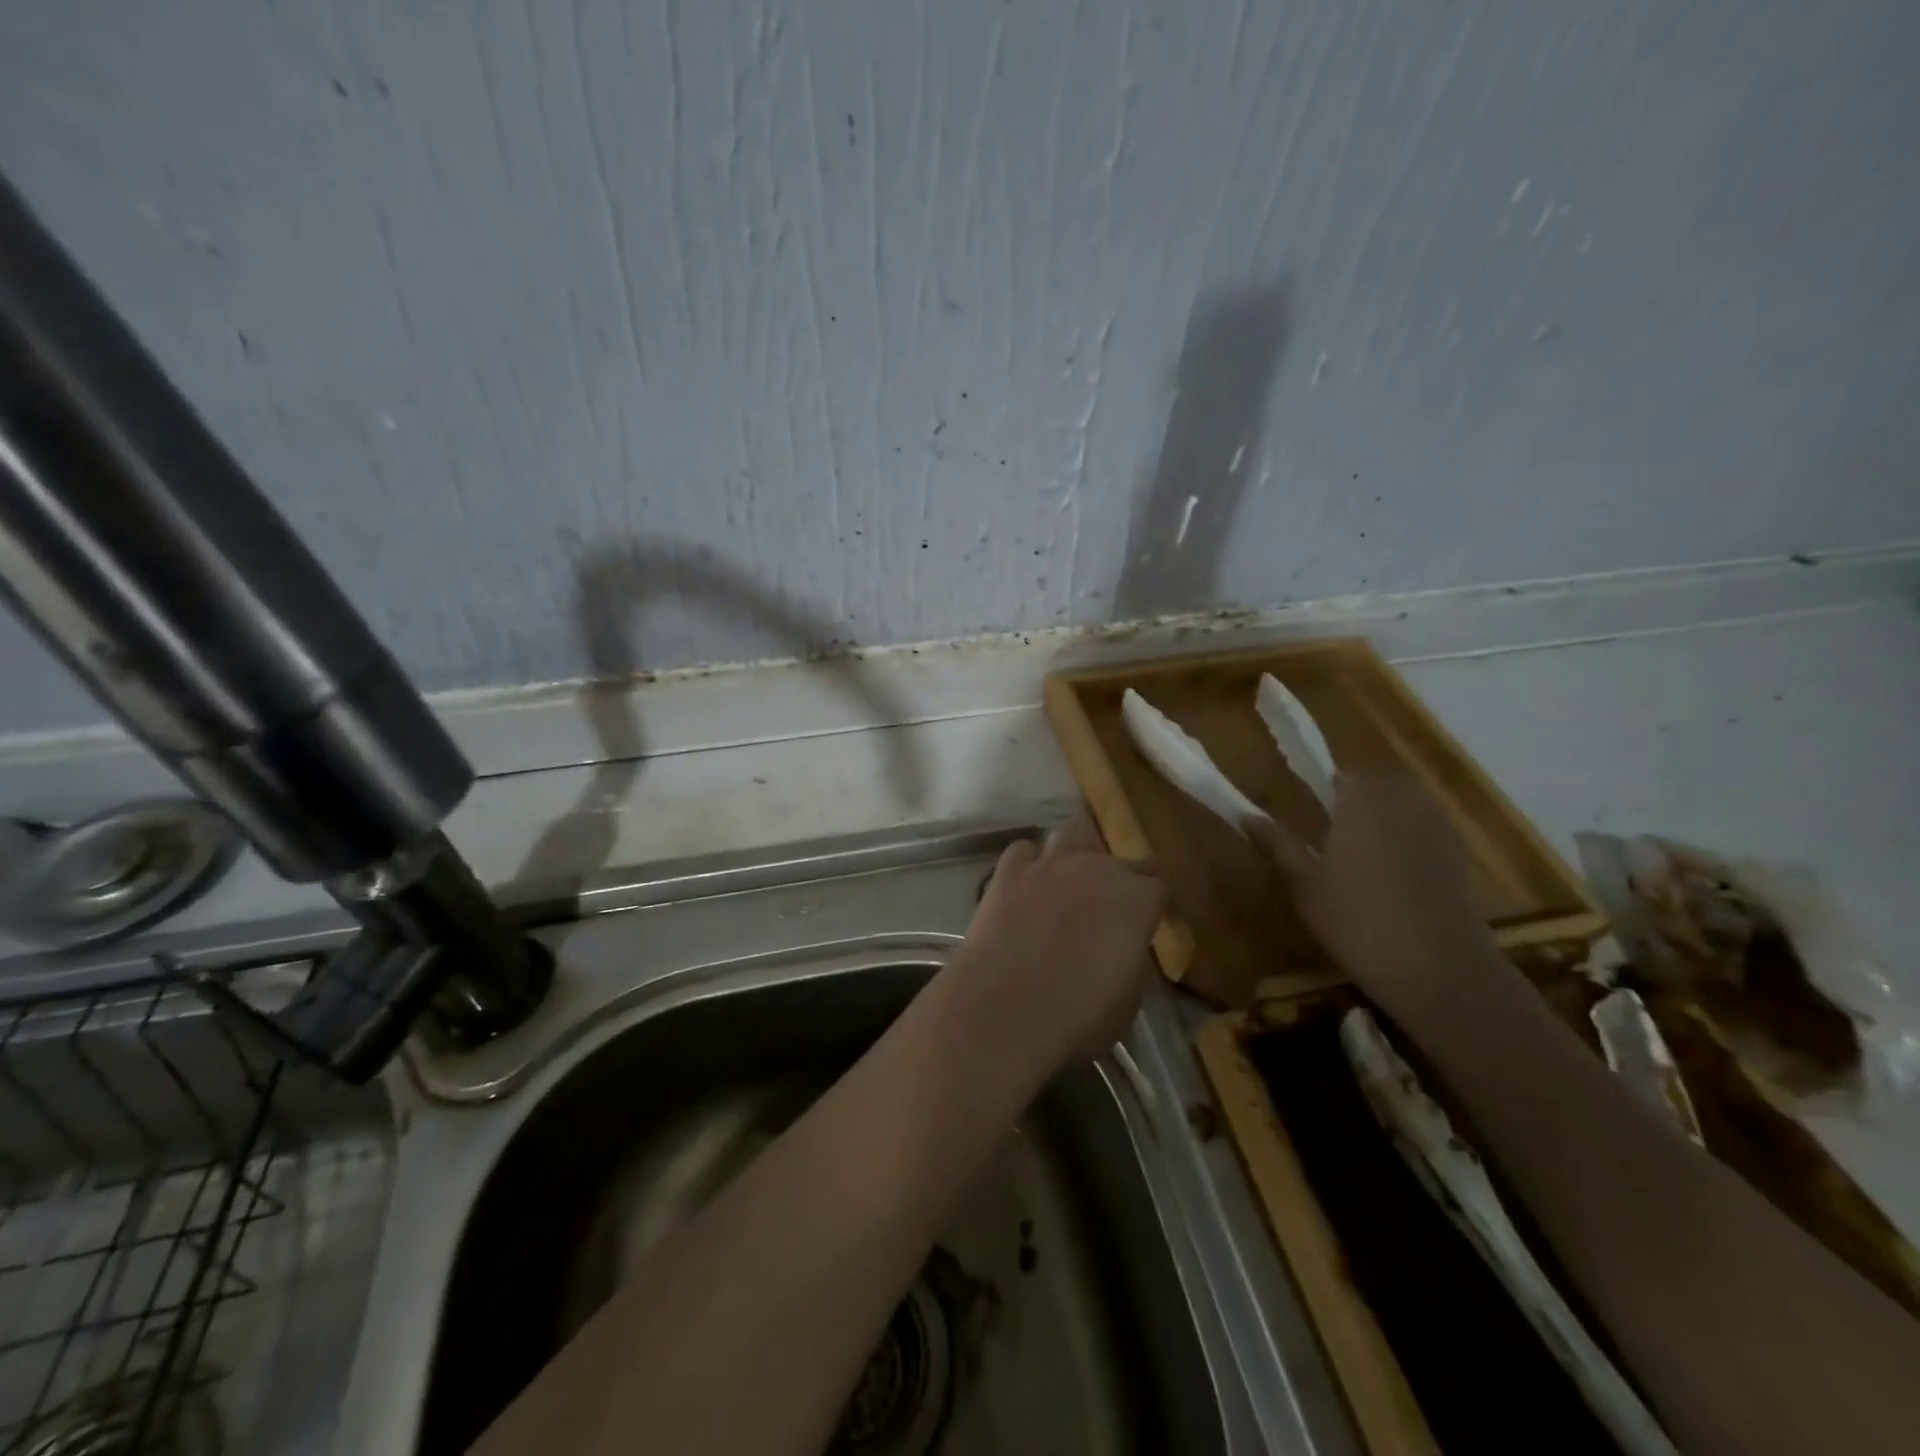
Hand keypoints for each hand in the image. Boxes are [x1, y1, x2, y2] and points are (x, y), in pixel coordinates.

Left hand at [943, 819, 1164, 1080]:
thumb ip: (1132, 961)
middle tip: (1111, 909)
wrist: (1004, 1011)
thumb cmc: (1078, 1017)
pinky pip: (1023, 850)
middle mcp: (1096, 869)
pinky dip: (1029, 862)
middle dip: (1121, 879)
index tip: (1153, 923)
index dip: (1157, 906)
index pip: (1160, 887)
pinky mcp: (1007, 871)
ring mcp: (1049, 864)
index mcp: (1137, 900)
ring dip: (1077, 855)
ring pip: (1072, 836)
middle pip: (1120, 858)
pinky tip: (1027, 883)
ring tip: (1071, 881)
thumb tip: (1124, 949)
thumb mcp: (1128, 1000)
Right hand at [1245, 773, 1492, 1016]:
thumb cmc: (1356, 921)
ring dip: (1384, 815)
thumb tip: (1246, 815)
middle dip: (1355, 799)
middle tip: (1333, 832)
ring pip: (1405, 803)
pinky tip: (1395, 870)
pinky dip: (1410, 837)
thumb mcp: (1304, 886)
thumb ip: (1277, 844)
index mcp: (1359, 801)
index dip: (1323, 787)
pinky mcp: (1458, 853)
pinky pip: (1426, 827)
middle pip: (1376, 784)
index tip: (1310, 809)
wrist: (1438, 968)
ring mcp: (1436, 825)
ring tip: (1363, 850)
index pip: (1340, 775)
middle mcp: (1400, 801)